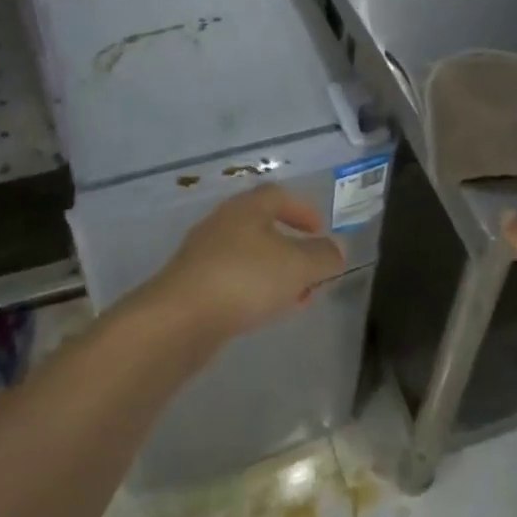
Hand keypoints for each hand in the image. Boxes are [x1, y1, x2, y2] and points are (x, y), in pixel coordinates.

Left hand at [155, 185, 345, 336]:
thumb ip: (323, 256)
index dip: (303, 210)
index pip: (279, 196)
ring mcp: (203, 256)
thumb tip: (337, 248)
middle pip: (263, 227)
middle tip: (312, 269)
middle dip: (292, 247)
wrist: (179, 320)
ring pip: (249, 257)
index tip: (321, 231)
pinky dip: (254, 290)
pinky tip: (264, 312)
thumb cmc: (244, 279)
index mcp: (247, 208)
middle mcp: (222, 224)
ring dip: (275, 273)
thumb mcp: (298, 266)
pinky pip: (232, 281)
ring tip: (296, 297)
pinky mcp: (192, 287)